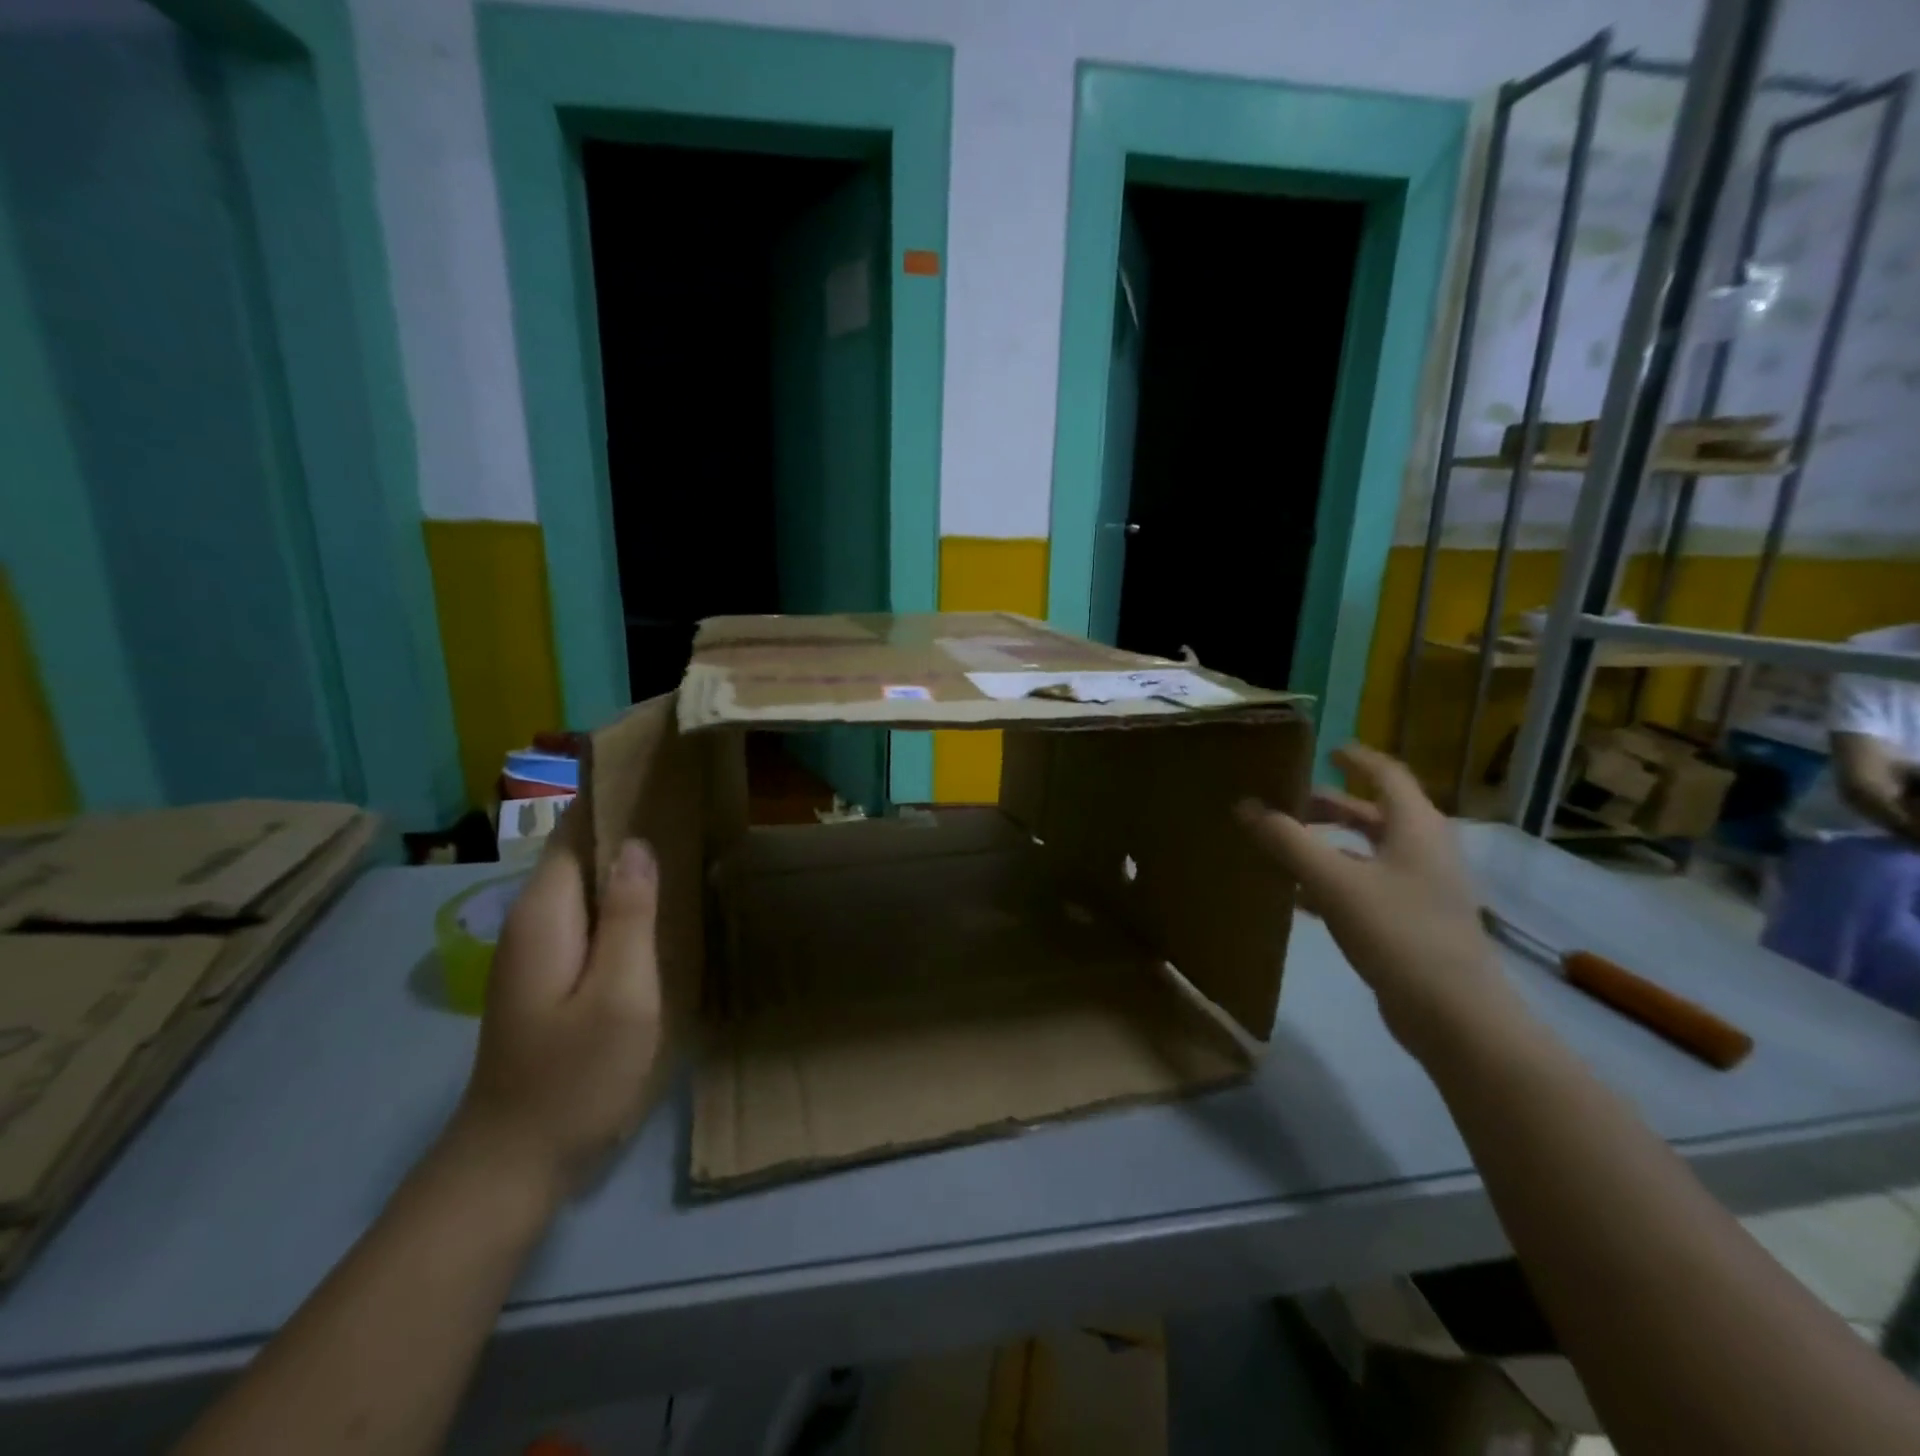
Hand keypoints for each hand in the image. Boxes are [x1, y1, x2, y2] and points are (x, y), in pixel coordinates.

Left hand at [444, 808, 663, 1206]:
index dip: (611, 793)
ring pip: (586, 882)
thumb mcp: (620, 994)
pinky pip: (588, 913)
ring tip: (683, 833)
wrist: (513, 1163)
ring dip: (626, 857)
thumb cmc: (574, 1077)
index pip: (576, 829)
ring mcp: (537, 949)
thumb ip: (631, 916)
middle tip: (688, 795)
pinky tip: (658, 899)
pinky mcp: (549, 974)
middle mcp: (533, 920)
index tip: (656, 764)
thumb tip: (638, 845)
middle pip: (580, 850)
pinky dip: (621, 894)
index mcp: (546, 914)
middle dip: (626, 819)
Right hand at [1238, 744, 1523, 1060]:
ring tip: (1281, 844)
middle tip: (1284, 801)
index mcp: (1415, 827)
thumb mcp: (1333, 881)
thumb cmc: (1398, 932)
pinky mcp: (1411, 923)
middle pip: (1372, 814)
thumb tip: (1244, 805)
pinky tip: (1295, 896)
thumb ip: (1287, 840)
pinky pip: (1364, 887)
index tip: (1324, 750)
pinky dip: (1331, 881)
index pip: (1386, 775)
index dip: (1356, 758)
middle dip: (1328, 805)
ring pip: (1366, 852)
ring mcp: (1420, 889)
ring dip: (1326, 845)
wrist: (1454, 1016)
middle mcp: (1422, 850)